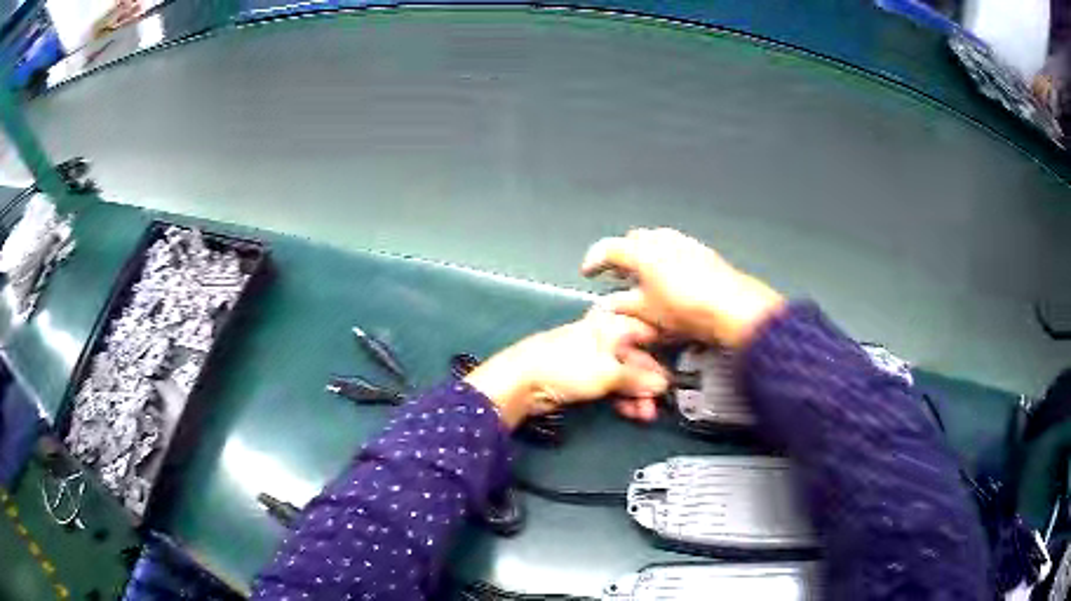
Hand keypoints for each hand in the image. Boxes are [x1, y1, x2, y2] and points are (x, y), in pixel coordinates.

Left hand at [464, 309, 669, 427]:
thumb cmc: (567, 367)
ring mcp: (593, 359)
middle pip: (636, 358)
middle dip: (649, 382)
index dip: (664, 349)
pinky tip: (632, 413)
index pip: (646, 332)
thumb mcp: (609, 372)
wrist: (521, 382)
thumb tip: (664, 384)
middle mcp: (604, 338)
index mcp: (611, 325)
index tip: (678, 369)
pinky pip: (610, 386)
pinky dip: (622, 399)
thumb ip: (638, 378)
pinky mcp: (583, 378)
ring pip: (624, 375)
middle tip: (660, 403)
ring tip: (647, 415)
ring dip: (637, 395)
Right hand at [581, 228, 784, 348]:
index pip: (608, 248)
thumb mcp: (648, 312)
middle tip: (615, 274)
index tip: (587, 272)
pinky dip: (663, 259)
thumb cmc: (685, 309)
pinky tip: (668, 279)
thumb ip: (623, 305)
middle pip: (632, 241)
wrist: (732, 307)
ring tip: (641, 277)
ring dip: (643, 256)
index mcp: (642, 251)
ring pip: (655, 242)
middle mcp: (661, 239)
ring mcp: (683, 241)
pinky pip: (674, 248)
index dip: (593, 260)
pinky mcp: (701, 251)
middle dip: (621, 255)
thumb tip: (609, 304)